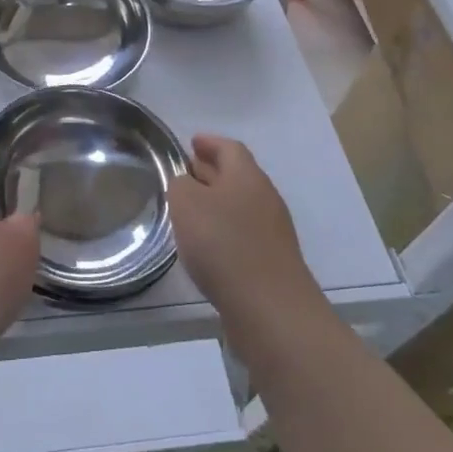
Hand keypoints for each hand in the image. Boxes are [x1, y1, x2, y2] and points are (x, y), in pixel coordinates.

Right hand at [168, 135, 313, 322]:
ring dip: (216, 204)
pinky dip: (224, 231)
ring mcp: (272, 232)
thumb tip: (186, 184)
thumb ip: (180, 185)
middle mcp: (264, 197)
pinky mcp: (272, 262)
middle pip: (236, 175)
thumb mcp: (186, 203)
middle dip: (210, 171)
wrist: (270, 309)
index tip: (191, 142)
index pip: (229, 148)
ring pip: (239, 206)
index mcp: (247, 176)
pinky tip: (205, 246)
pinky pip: (243, 234)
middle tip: (184, 174)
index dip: (209, 142)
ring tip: (189, 211)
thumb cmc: (223, 244)